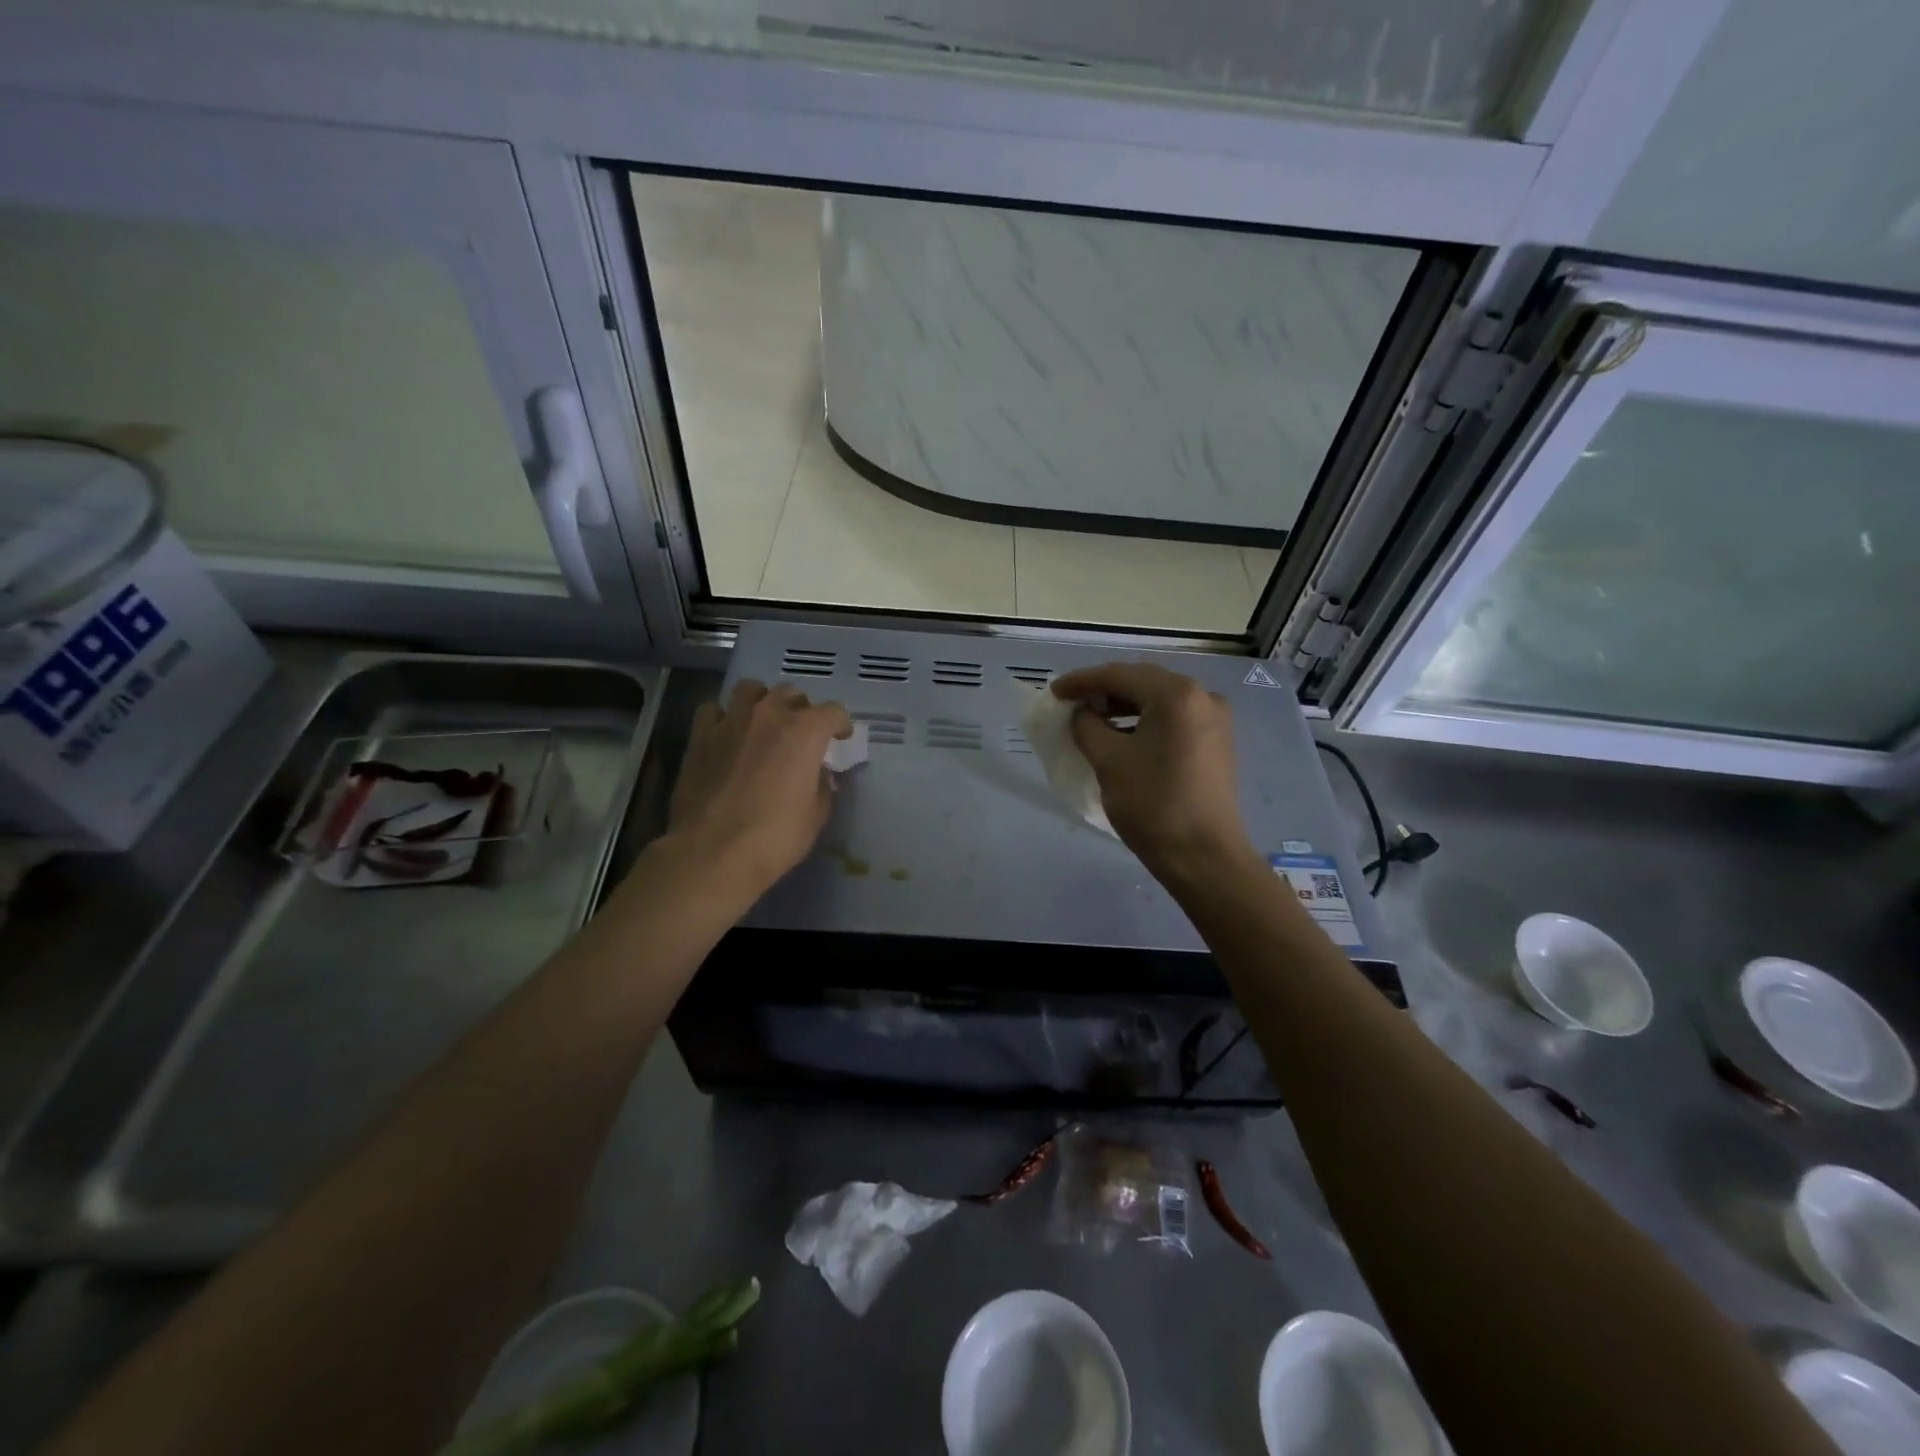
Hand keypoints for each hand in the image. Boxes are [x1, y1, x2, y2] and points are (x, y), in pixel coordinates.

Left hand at [666, 680, 852, 900]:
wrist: (713, 852)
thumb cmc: (775, 836)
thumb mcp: (816, 816)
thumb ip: (822, 787)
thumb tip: (819, 775)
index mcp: (805, 732)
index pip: (833, 712)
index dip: (840, 724)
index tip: (840, 738)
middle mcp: (769, 715)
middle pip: (791, 694)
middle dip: (801, 709)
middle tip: (801, 733)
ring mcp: (731, 721)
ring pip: (750, 690)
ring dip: (762, 701)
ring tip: (762, 722)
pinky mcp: (700, 736)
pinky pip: (714, 710)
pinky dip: (724, 717)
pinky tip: (726, 735)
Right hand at [1050, 662, 1257, 886]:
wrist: (1204, 857)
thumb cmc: (1154, 805)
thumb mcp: (1108, 761)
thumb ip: (1087, 726)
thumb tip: (1083, 713)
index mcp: (1177, 695)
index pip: (1119, 675)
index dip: (1082, 681)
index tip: (1054, 692)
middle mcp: (1203, 697)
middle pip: (1142, 682)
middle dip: (1104, 690)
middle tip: (1071, 703)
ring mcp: (1214, 720)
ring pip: (1159, 701)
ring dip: (1124, 706)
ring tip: (1091, 719)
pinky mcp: (1216, 742)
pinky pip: (1173, 719)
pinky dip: (1144, 721)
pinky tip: (1122, 735)